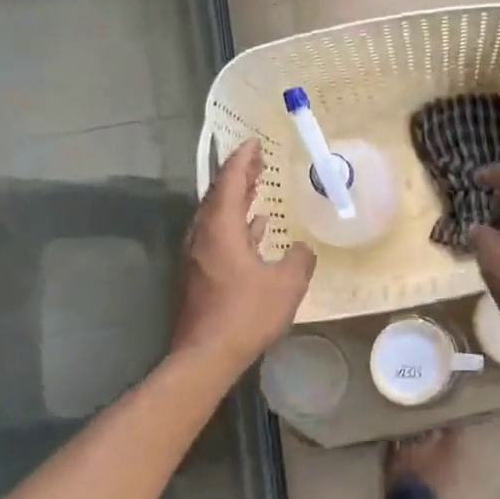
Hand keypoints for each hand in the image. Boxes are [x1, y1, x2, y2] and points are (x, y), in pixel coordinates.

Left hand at [173, 140, 316, 373]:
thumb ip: (299, 259)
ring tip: (257, 190)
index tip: (254, 142)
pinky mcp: (198, 275)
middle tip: (258, 161)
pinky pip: (217, 237)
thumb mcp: (287, 284)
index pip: (229, 182)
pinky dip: (235, 226)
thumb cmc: (246, 314)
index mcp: (220, 229)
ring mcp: (197, 257)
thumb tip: (302, 249)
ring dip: (237, 201)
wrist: (205, 356)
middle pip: (219, 196)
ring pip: (217, 218)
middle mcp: (202, 236)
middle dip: (239, 176)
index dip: (243, 160)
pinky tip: (254, 231)